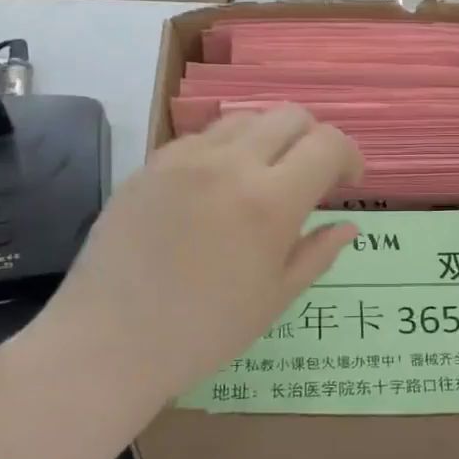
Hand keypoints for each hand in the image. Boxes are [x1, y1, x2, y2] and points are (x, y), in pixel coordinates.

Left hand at [16, 106, 362, 423]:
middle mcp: (230, 164)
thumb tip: (348, 226)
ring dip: (270, 139)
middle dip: (314, 139)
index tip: (348, 183)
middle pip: (290, 116)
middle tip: (312, 177)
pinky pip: (202, 136)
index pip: (328, 144)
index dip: (349, 156)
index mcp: (270, 201)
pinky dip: (226, 149)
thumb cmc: (204, 332)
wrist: (108, 342)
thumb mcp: (275, 298)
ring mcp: (184, 158)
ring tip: (264, 178)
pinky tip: (217, 189)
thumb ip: (318, 253)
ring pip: (245, 118)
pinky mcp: (150, 165)